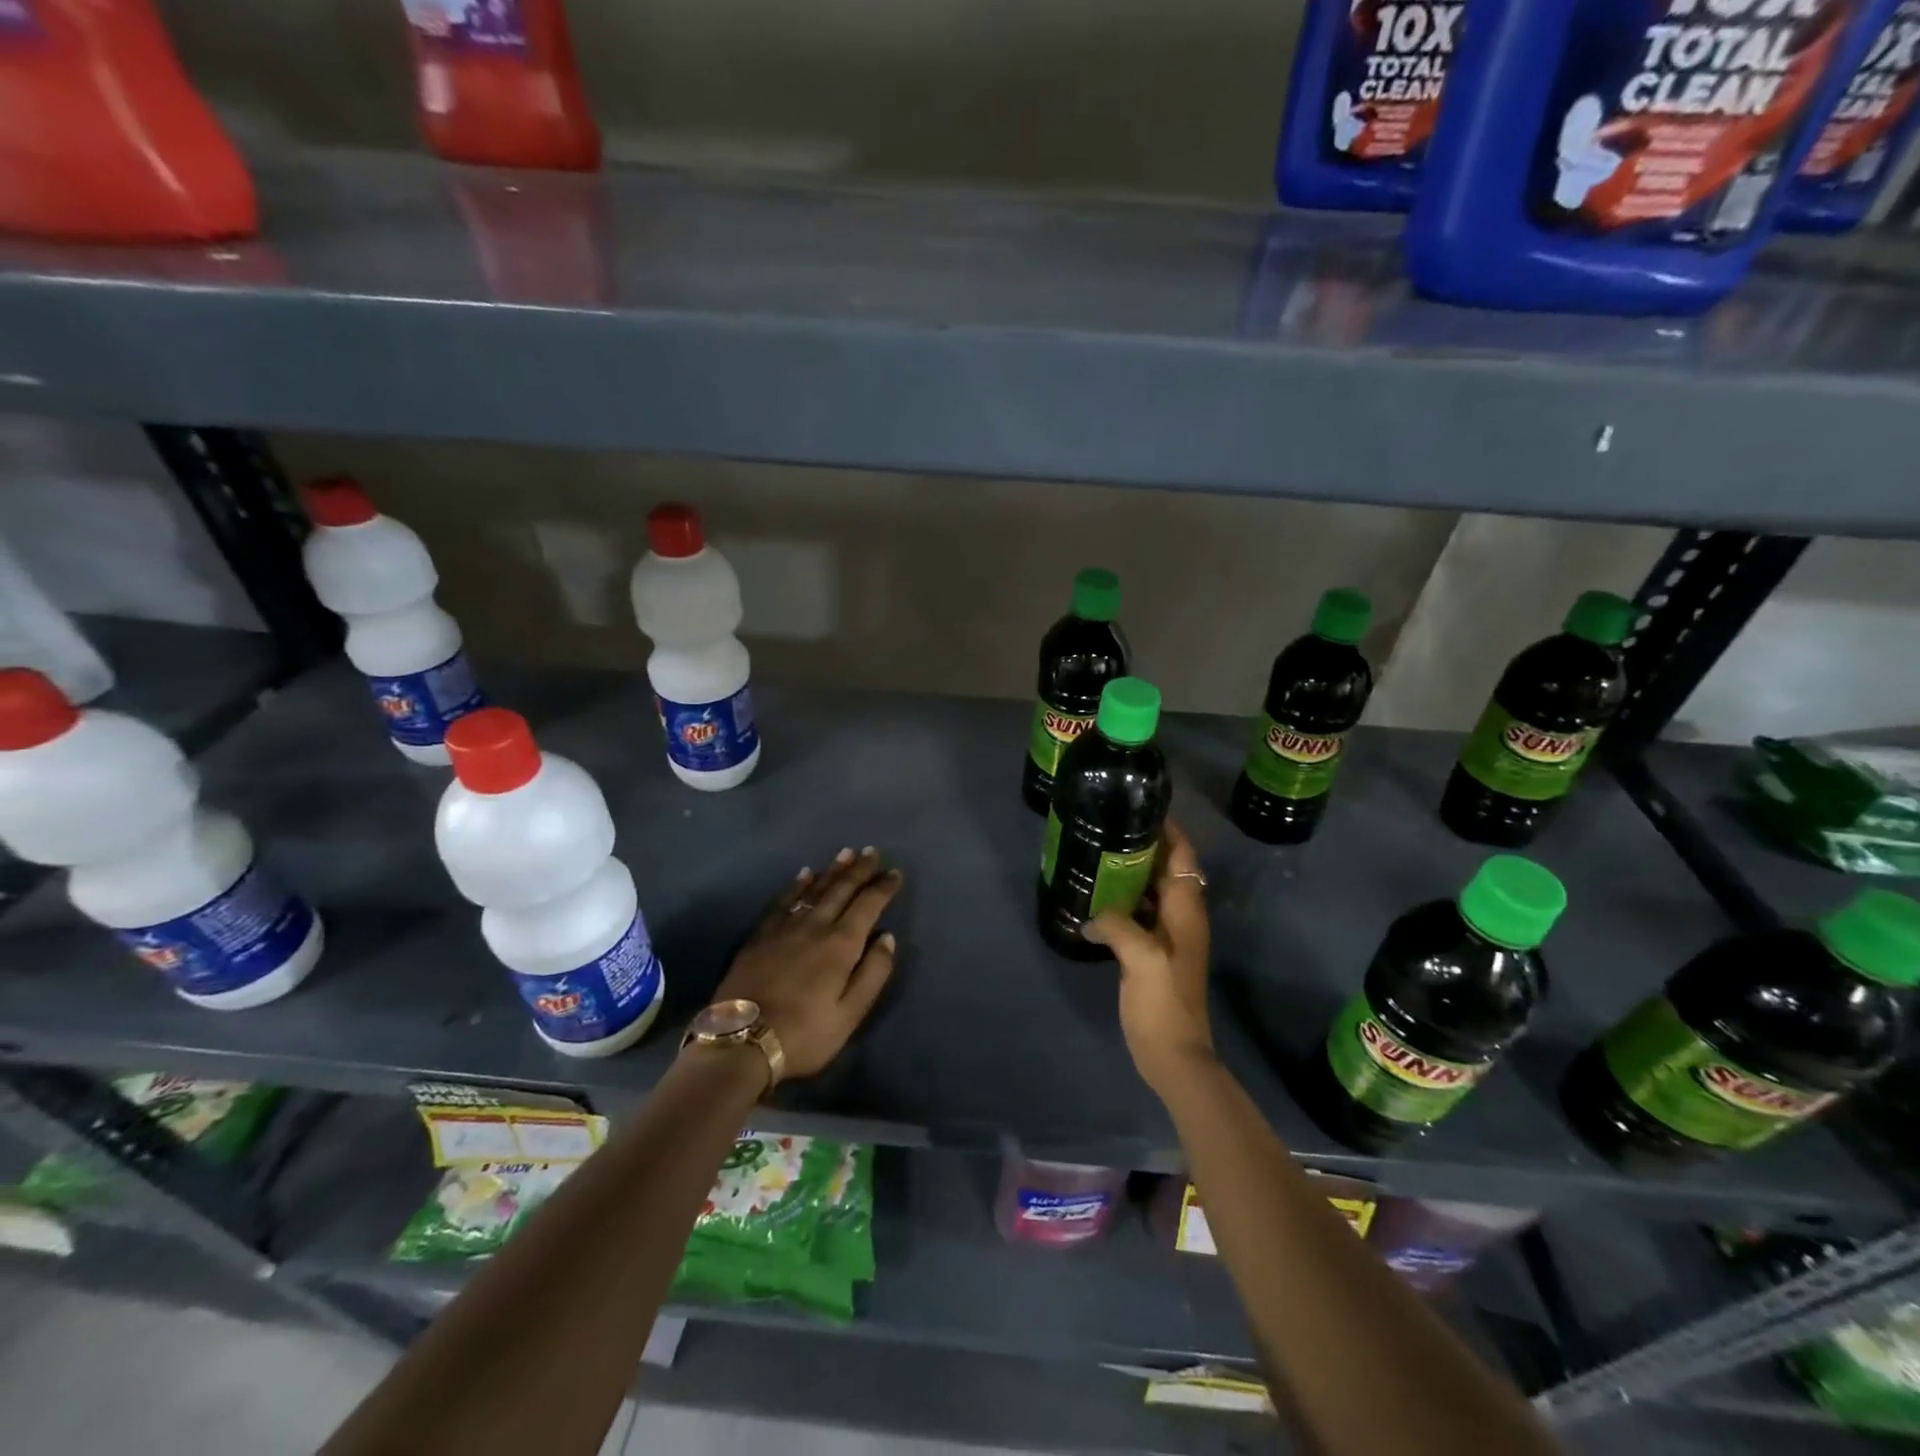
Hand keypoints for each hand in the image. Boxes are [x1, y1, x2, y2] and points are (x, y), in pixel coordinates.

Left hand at [710, 846, 903, 1079]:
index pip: (868, 905)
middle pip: (841, 889)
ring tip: (846, 853)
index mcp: (841, 945)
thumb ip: (873, 973)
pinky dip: (797, 884)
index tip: (895, 873)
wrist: (741, 1041)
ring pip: (814, 889)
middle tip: (871, 851)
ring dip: (832, 870)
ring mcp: (785, 927)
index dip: (883, 887)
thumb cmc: (804, 1033)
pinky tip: (804, 874)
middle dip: (859, 869)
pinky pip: (783, 899)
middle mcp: (815, 926)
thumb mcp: (850, 1014)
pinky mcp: (760, 935)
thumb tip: (887, 937)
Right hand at [1086, 820, 1213, 1096]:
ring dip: (1133, 872)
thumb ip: (1117, 926)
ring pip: (1154, 890)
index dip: (1168, 830)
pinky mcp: (1155, 952)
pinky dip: (1125, 899)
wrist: (1174, 1056)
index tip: (1140, 808)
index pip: (1183, 856)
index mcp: (1185, 911)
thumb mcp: (1141, 959)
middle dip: (1145, 846)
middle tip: (1109, 827)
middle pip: (1168, 868)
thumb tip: (1092, 916)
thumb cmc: (1163, 1004)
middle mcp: (1182, 916)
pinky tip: (1098, 899)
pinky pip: (1142, 912)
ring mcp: (1170, 936)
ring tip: (1099, 855)